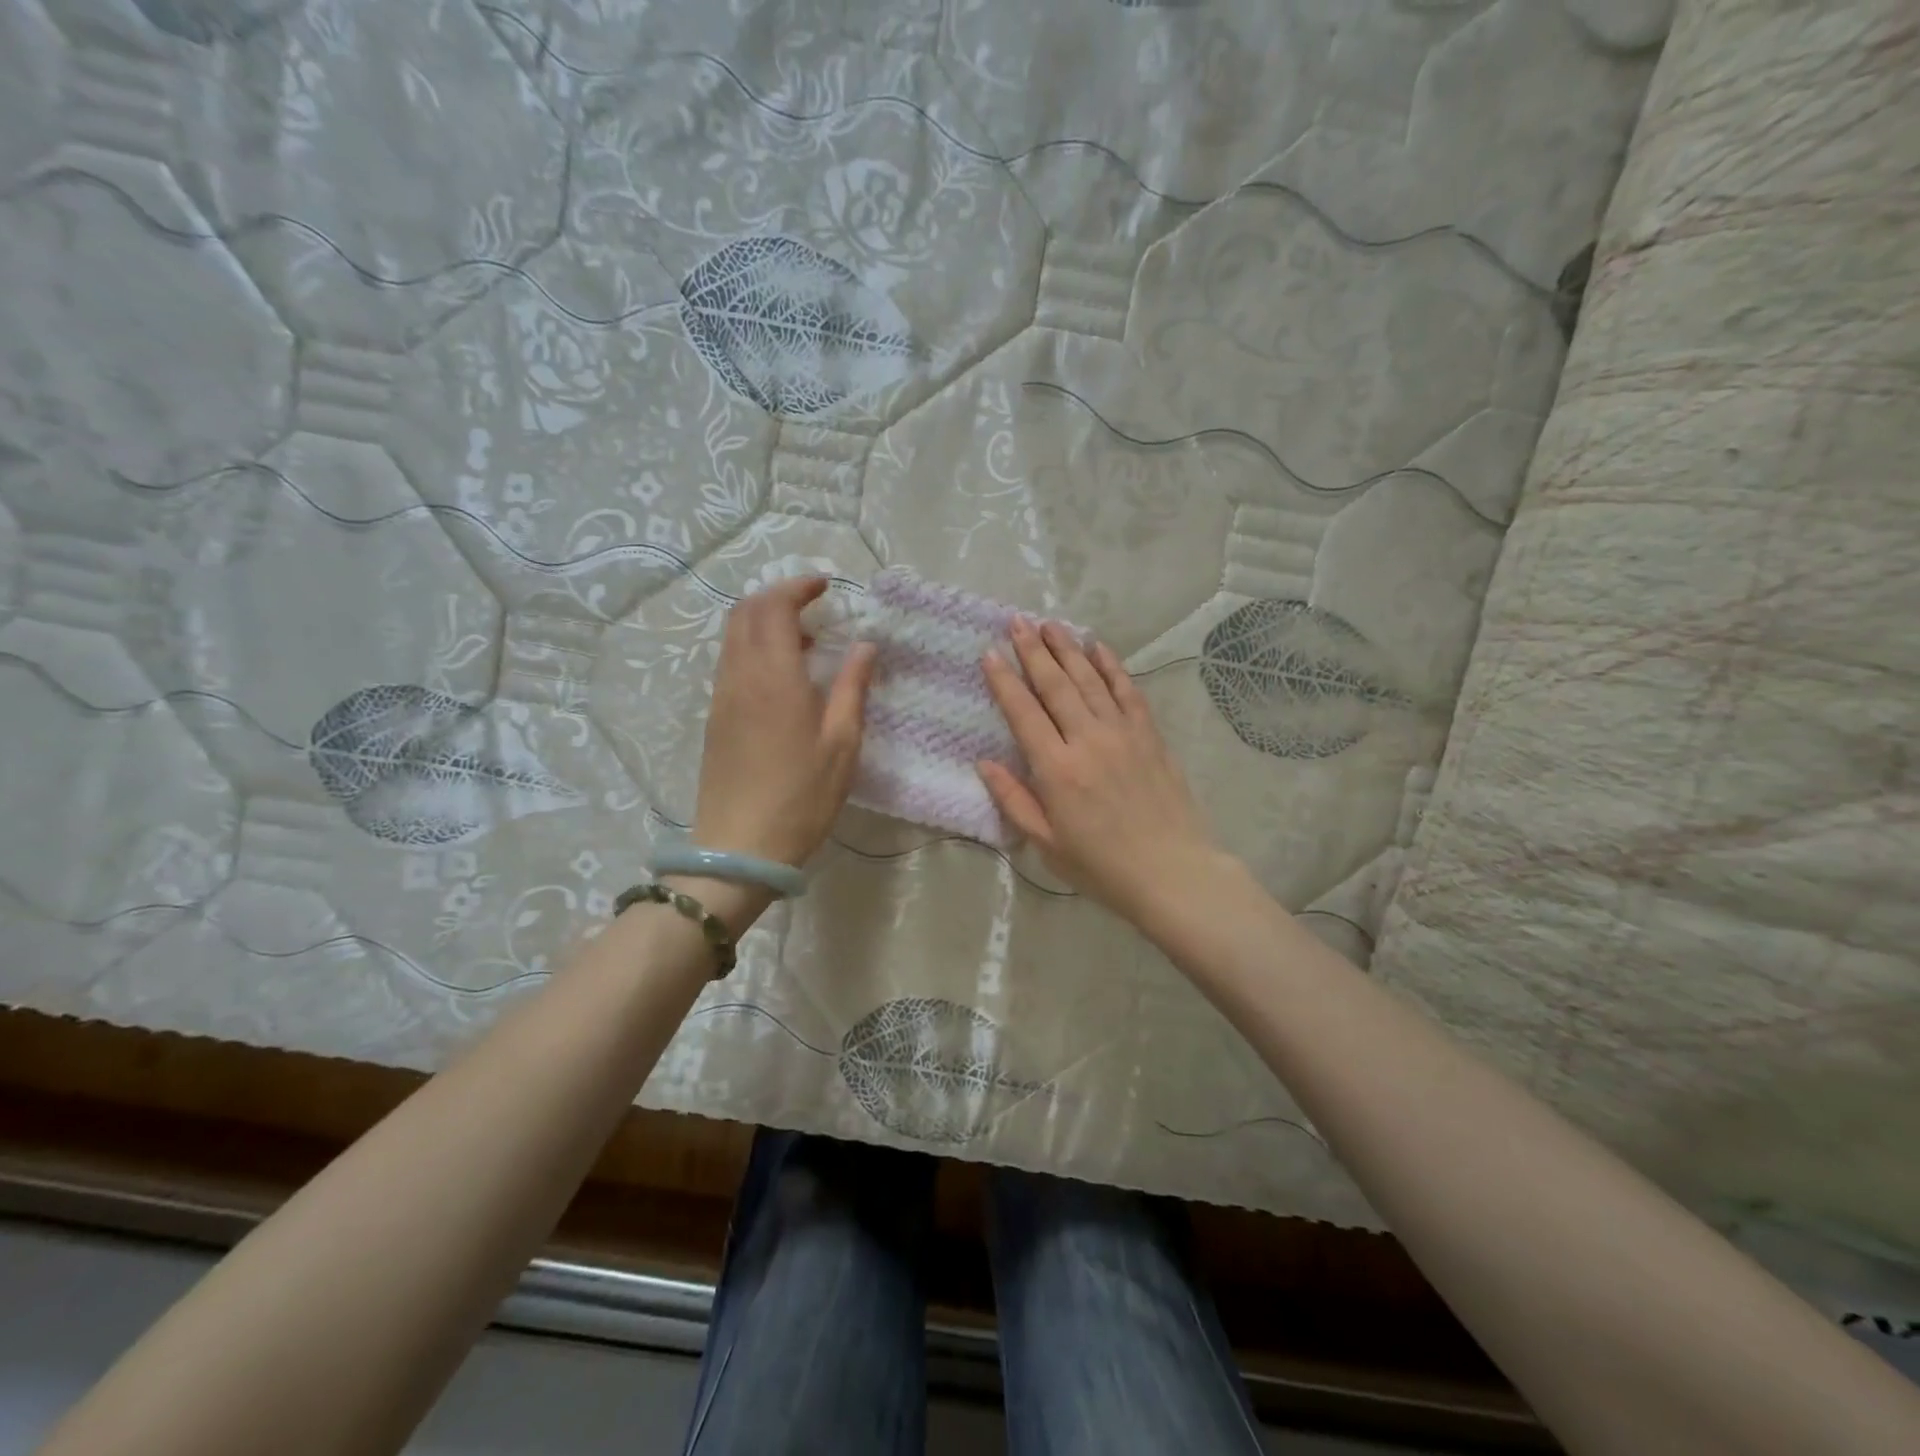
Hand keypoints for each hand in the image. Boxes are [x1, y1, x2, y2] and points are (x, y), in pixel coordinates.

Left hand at [691, 577, 875, 868]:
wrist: (740, 847)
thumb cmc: (802, 797)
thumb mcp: (842, 744)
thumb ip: (852, 687)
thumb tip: (865, 645)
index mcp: (774, 677)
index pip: (775, 607)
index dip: (798, 587)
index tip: (825, 585)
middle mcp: (740, 676)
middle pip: (745, 612)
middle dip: (777, 596)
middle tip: (814, 605)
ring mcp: (722, 697)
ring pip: (733, 636)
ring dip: (764, 622)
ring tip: (804, 639)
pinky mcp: (715, 717)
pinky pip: (730, 662)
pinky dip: (753, 648)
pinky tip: (782, 674)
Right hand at [978, 618, 1227, 927]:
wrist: (1172, 872)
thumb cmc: (1101, 866)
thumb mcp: (1046, 843)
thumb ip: (1014, 800)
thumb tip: (984, 763)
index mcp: (1057, 770)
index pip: (1023, 713)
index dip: (1004, 681)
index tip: (990, 653)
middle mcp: (1087, 740)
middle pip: (1055, 685)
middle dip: (1033, 651)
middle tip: (1017, 621)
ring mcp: (1122, 733)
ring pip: (1089, 680)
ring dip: (1067, 649)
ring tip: (1050, 624)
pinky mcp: (1149, 735)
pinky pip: (1127, 690)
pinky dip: (1111, 666)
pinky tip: (1097, 647)